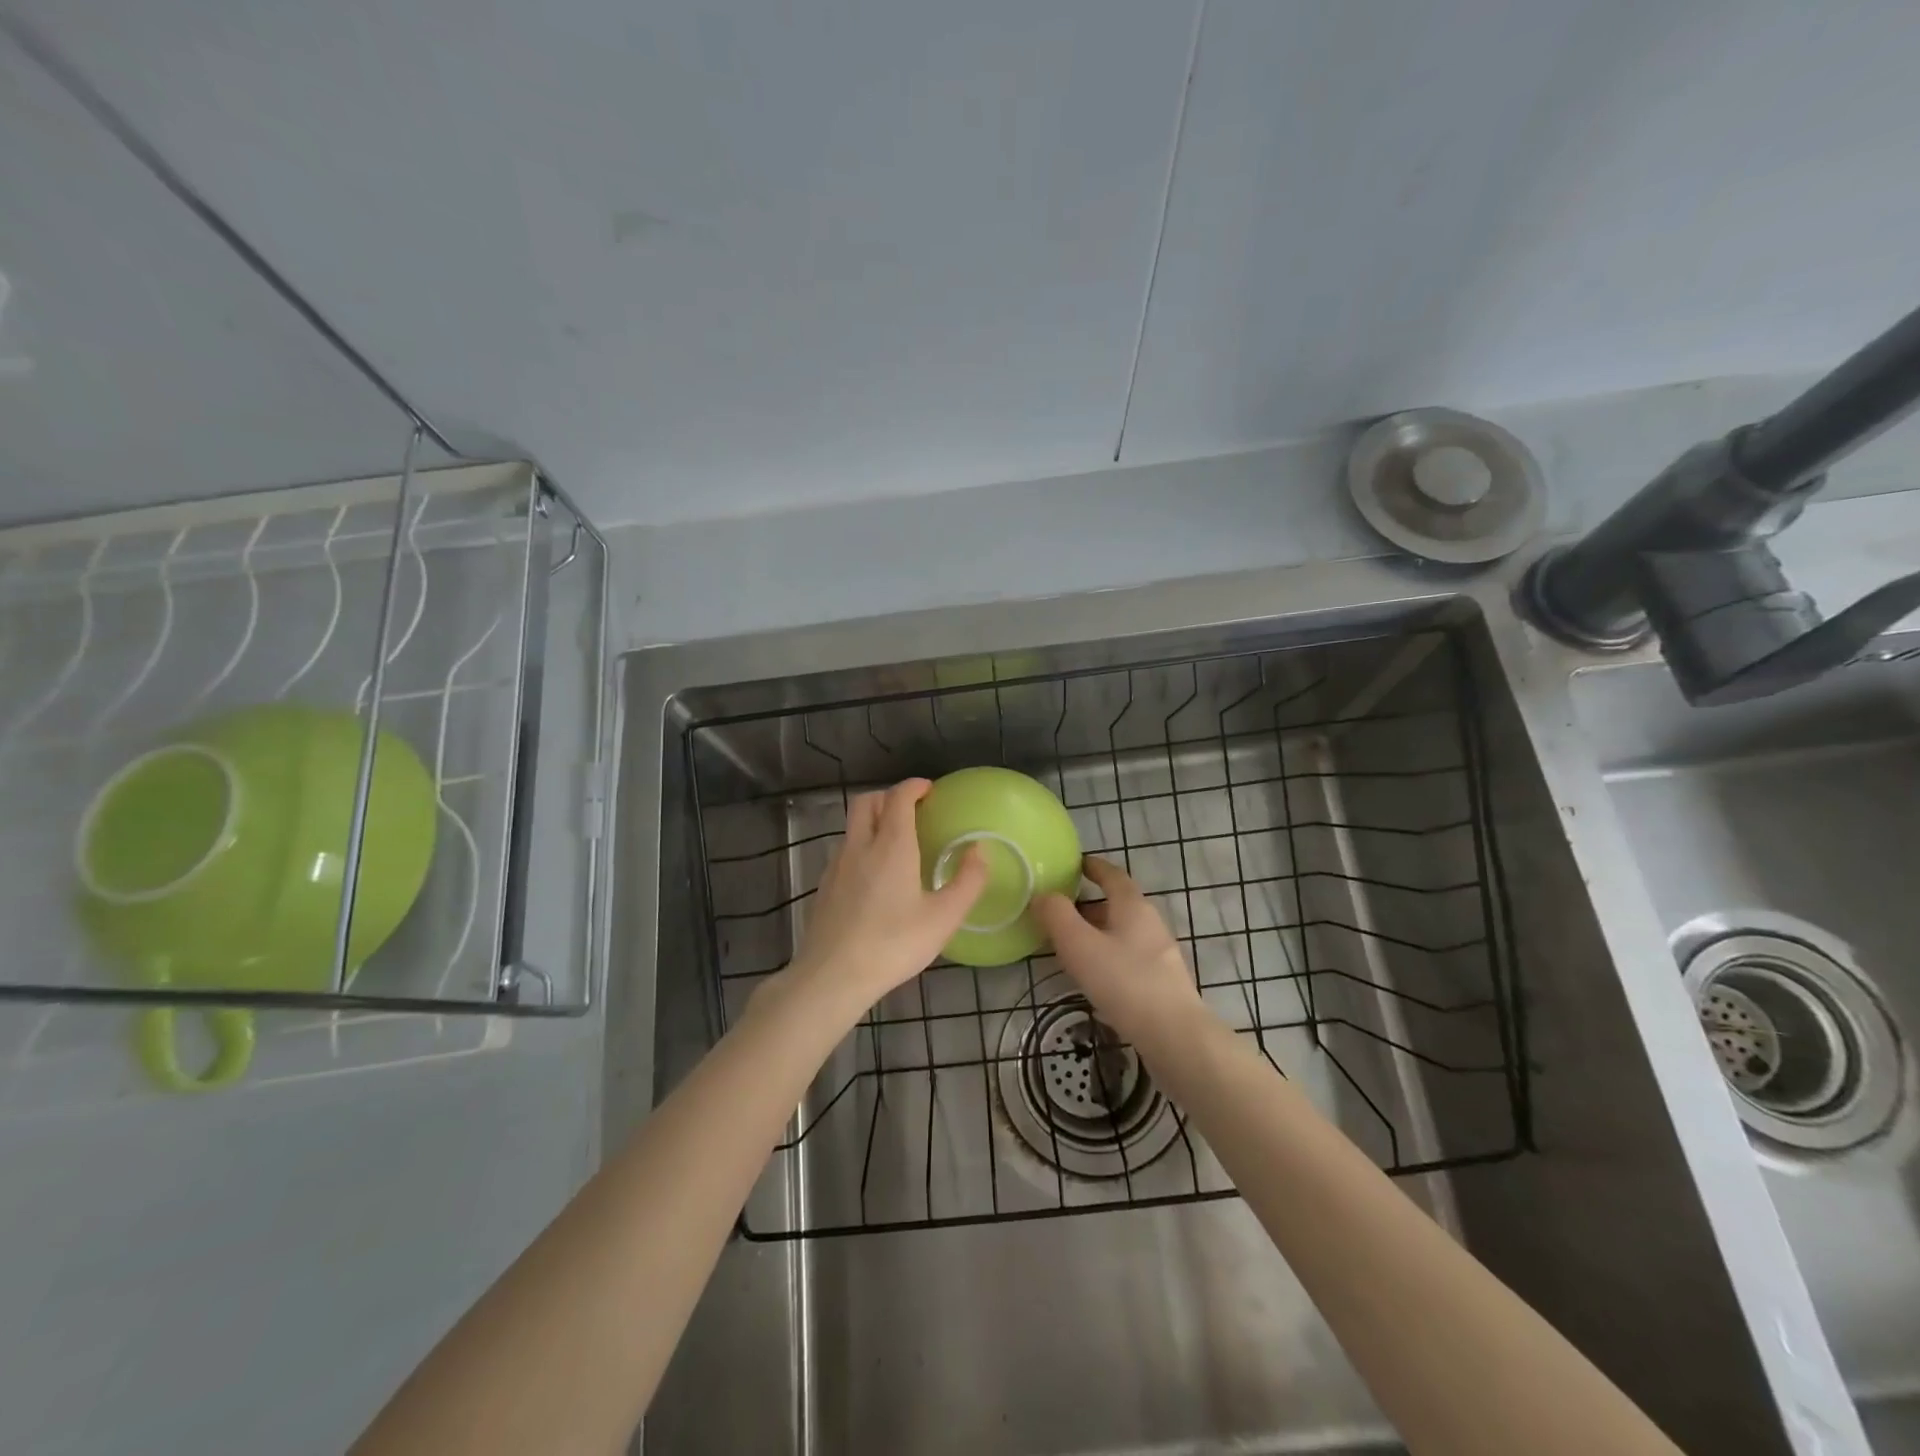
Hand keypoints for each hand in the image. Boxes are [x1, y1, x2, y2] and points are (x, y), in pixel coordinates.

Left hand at [781, 779, 987, 1015]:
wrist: (832, 977)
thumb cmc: (893, 945)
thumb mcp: (943, 918)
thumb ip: (967, 881)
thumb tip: (980, 850)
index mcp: (891, 846)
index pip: (898, 797)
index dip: (914, 787)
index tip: (929, 790)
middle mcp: (860, 846)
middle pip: (867, 802)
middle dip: (889, 796)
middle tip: (912, 810)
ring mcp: (837, 865)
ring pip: (853, 826)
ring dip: (873, 821)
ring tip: (896, 843)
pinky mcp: (825, 886)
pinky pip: (845, 850)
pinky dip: (862, 846)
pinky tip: (875, 877)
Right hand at [1033, 856, 1205, 1044]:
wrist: (1174, 1035)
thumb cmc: (1124, 982)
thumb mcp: (1079, 945)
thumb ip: (1057, 916)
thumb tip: (1043, 895)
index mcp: (1133, 906)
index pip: (1112, 875)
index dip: (1093, 867)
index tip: (1075, 864)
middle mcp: (1151, 923)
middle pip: (1118, 904)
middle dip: (1090, 905)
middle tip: (1060, 911)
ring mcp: (1161, 954)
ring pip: (1124, 933)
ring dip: (1098, 933)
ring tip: (1071, 946)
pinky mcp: (1163, 983)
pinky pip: (1130, 957)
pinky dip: (1109, 956)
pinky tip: (1095, 977)